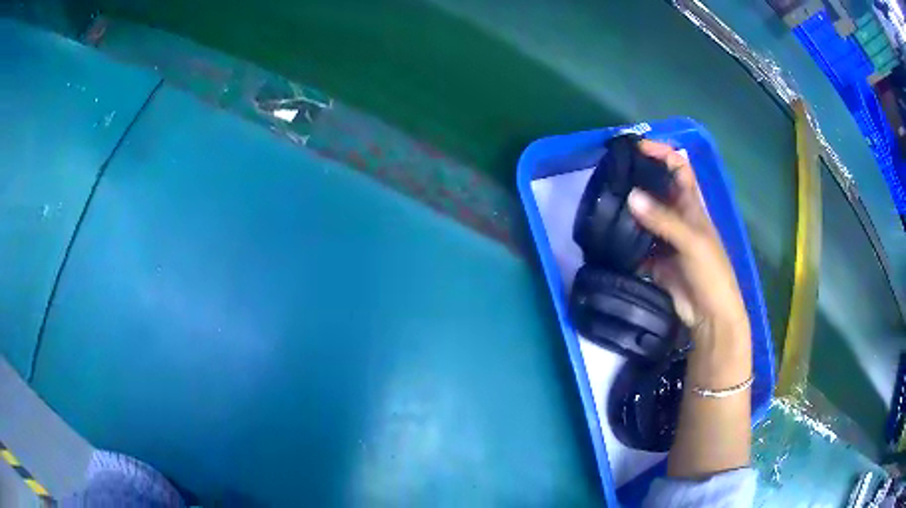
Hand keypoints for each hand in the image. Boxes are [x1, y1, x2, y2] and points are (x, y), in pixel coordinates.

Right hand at [627, 140, 749, 350]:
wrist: (709, 315)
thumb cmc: (711, 272)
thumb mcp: (691, 241)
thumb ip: (662, 219)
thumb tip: (630, 196)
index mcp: (692, 206)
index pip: (679, 168)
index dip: (662, 153)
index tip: (636, 147)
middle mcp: (678, 218)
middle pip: (657, 190)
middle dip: (638, 179)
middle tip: (611, 174)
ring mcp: (666, 240)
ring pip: (644, 218)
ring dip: (628, 211)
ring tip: (603, 201)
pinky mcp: (655, 262)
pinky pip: (637, 245)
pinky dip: (625, 242)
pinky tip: (608, 237)